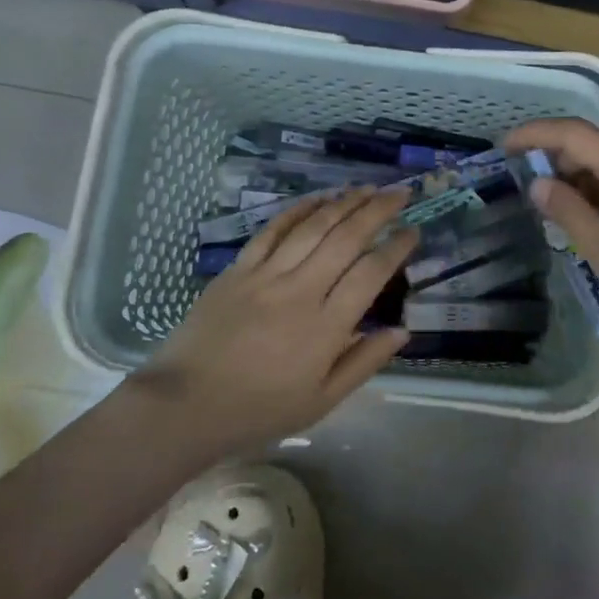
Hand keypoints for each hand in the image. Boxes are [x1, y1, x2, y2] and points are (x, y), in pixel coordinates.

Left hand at [135, 189, 417, 454]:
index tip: (414, 231)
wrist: (185, 405)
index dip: (396, 248)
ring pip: (312, 227)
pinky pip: (272, 230)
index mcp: (326, 327)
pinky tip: (318, 198)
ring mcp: (266, 276)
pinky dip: (298, 210)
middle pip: (346, 239)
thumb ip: (364, 362)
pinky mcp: (238, 269)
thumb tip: (402, 331)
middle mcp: (300, 291)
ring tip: (367, 188)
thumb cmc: (259, 410)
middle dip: (378, 210)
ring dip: (344, 203)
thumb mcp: (321, 401)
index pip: (371, 274)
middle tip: (401, 193)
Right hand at [505, 119, 598, 381]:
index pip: (576, 133)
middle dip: (557, 160)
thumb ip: (570, 212)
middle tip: (527, 189)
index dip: (536, 134)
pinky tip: (592, 222)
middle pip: (596, 146)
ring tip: (555, 212)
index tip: (505, 147)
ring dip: (581, 180)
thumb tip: (538, 183)